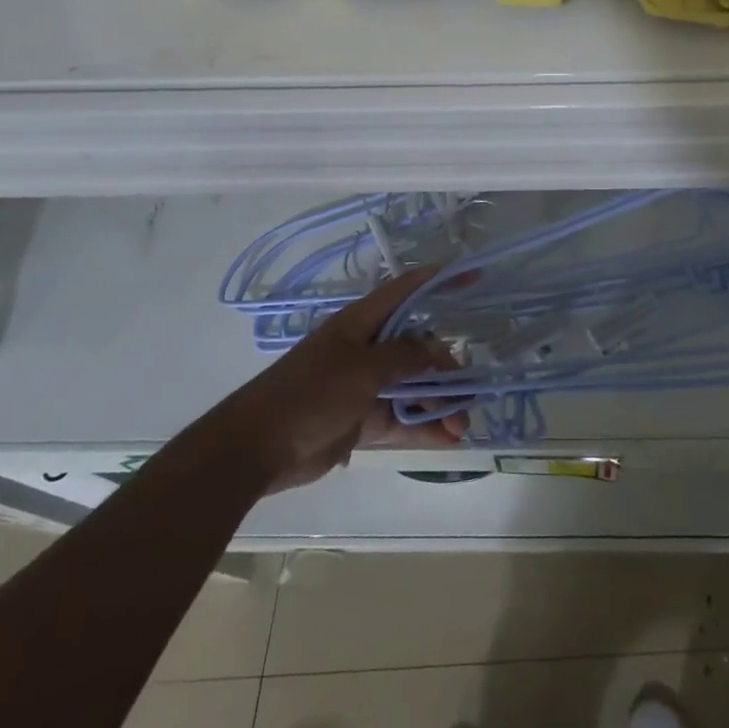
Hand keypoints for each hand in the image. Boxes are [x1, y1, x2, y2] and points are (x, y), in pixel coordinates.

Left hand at [210, 267, 468, 495]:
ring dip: (439, 405)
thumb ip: (405, 357)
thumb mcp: (363, 368)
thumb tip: (438, 350)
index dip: (439, 282)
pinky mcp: (361, 420)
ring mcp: (364, 387)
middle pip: (418, 349)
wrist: (255, 449)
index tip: (473, 277)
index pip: (406, 292)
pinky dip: (424, 428)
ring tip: (463, 427)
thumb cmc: (310, 393)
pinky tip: (448, 440)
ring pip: (414, 388)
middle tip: (469, 393)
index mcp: (362, 325)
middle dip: (446, 369)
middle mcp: (366, 350)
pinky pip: (401, 420)